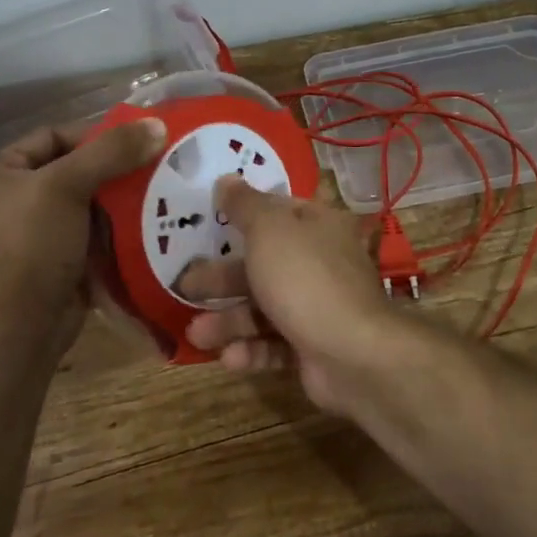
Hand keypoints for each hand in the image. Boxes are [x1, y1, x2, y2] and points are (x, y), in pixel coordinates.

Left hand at [0, 117, 166, 352]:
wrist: (24, 324)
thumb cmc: (33, 245)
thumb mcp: (67, 186)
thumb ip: (111, 152)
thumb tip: (158, 125)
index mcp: (2, 171)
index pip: (57, 136)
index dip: (96, 136)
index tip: (136, 145)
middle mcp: (17, 195)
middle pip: (78, 167)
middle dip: (117, 168)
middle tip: (157, 166)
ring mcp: (41, 229)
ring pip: (92, 199)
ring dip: (124, 198)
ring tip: (162, 192)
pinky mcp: (62, 256)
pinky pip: (98, 229)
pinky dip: (122, 225)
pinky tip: (152, 221)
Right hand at [178, 176, 414, 414]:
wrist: (352, 353)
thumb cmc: (305, 278)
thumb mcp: (268, 230)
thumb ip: (244, 205)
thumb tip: (227, 178)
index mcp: (320, 225)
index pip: (280, 211)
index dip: (246, 214)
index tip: (209, 221)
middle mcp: (323, 262)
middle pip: (265, 264)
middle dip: (223, 277)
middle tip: (185, 284)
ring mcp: (320, 307)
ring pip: (266, 308)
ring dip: (229, 320)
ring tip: (196, 334)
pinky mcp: (315, 348)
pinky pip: (277, 344)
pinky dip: (252, 349)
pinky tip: (229, 358)